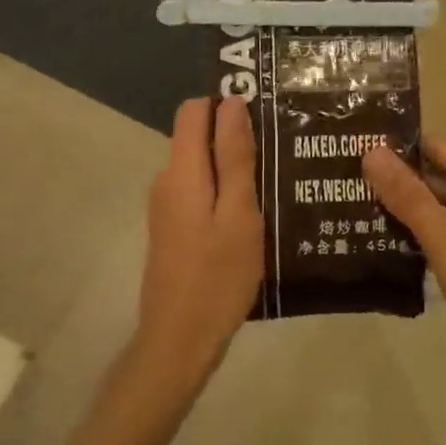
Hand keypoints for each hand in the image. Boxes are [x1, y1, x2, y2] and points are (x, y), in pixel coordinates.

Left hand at [136, 97, 265, 384]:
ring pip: (200, 164)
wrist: (178, 342)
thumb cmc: (217, 277)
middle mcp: (166, 180)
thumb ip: (234, 157)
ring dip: (231, 164)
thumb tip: (231, 102)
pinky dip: (223, 189)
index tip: (263, 110)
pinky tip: (254, 209)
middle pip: (197, 136)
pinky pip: (198, 189)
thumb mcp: (238, 214)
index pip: (193, 109)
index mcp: (181, 170)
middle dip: (234, 133)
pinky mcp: (172, 228)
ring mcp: (166, 206)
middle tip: (279, 147)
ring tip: (275, 176)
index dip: (225, 102)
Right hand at [364, 139, 445, 397]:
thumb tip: (372, 151)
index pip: (440, 148)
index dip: (402, 146)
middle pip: (442, 178)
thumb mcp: (445, 238)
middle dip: (402, 180)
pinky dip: (427, 236)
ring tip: (363, 211)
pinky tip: (395, 247)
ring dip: (411, 210)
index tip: (362, 148)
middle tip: (354, 182)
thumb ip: (408, 196)